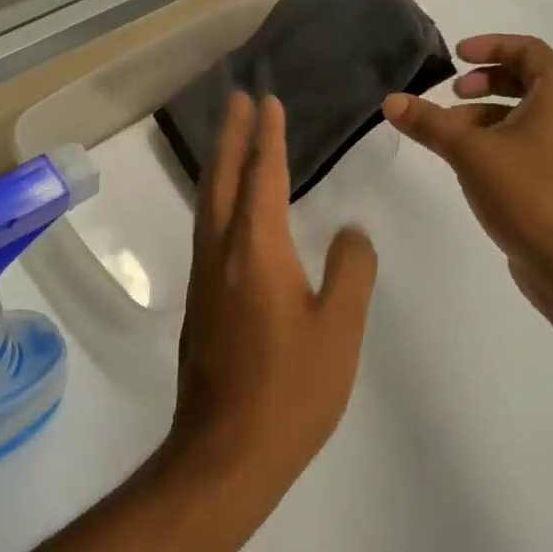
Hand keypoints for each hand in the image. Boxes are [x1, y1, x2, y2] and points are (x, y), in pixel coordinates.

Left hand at [163, 93, 378, 520]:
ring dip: (221, 164)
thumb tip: (350, 232)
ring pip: (209, 204)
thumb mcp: (340, 329)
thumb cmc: (291, 391)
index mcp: (257, 250)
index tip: (268, 101)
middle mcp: (222, 253)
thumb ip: (350, 271)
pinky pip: (209, 230)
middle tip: (240, 98)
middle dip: (232, 135)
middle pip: (223, 179)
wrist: (225, 453)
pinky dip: (219, 200)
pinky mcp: (201, 303)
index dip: (268, 137)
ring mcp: (205, 279)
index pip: (263, 176)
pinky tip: (231, 210)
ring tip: (232, 138)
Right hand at [382, 34, 552, 316]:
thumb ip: (430, 123)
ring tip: (448, 132)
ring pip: (520, 116)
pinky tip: (465, 163)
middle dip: (486, 81)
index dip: (492, 45)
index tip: (457, 56)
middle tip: (452, 92)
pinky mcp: (552, 181)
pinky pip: (521, 145)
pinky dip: (493, 141)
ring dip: (483, 114)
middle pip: (526, 81)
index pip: (529, 50)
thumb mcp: (470, 151)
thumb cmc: (527, 192)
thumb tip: (391, 100)